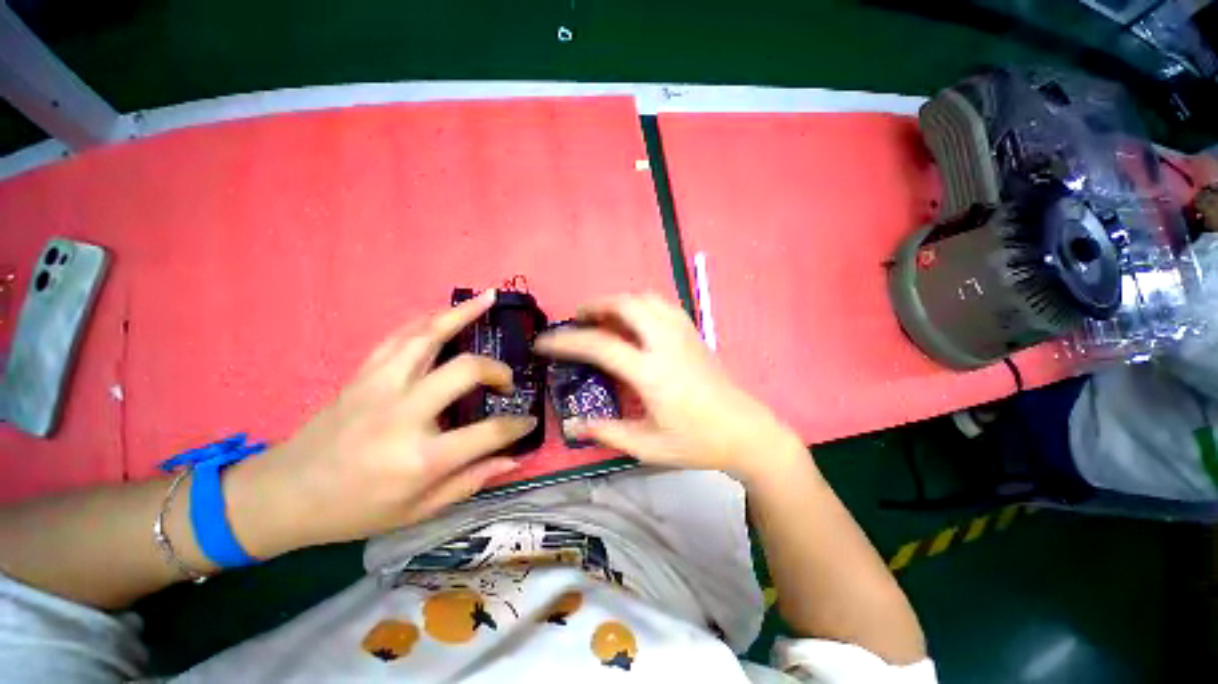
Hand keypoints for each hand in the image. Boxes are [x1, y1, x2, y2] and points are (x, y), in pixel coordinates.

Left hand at [224, 290, 534, 557]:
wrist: (284, 495)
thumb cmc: (354, 510)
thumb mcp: (417, 511)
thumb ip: (469, 482)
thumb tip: (513, 460)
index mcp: (419, 458)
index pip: (488, 432)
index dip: (516, 426)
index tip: (527, 422)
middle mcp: (403, 414)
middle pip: (465, 370)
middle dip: (497, 371)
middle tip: (506, 382)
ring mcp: (380, 388)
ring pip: (428, 337)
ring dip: (461, 314)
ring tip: (487, 299)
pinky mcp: (363, 375)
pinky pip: (399, 337)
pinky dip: (426, 320)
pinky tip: (444, 311)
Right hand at [534, 294, 802, 481]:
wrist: (746, 432)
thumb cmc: (697, 442)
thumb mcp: (648, 446)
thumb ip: (608, 433)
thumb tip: (574, 425)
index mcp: (652, 373)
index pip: (601, 346)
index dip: (567, 341)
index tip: (545, 342)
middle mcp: (666, 344)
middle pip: (627, 305)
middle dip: (596, 305)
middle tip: (578, 319)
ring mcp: (683, 334)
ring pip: (646, 298)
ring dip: (620, 301)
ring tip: (604, 317)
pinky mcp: (694, 333)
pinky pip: (662, 305)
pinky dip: (641, 304)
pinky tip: (635, 321)